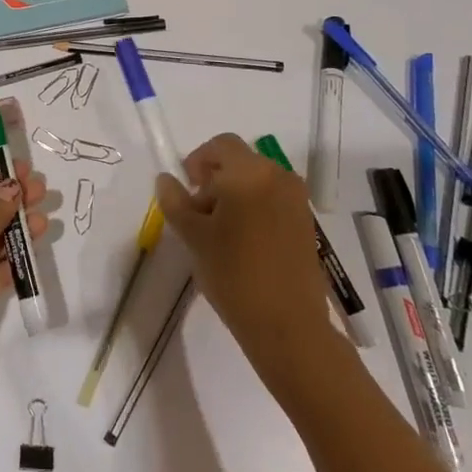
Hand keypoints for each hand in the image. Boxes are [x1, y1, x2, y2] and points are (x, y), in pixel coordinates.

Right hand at [156, 134, 337, 390]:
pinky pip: (272, 199)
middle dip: (215, 180)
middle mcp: (278, 175)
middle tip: (199, 215)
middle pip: (239, 161)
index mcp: (249, 172)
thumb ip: (175, 201)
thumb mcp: (194, 236)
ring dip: (234, 194)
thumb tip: (166, 179)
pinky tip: (243, 243)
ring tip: (220, 232)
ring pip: (256, 181)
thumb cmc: (234, 274)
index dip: (198, 160)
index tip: (187, 190)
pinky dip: (254, 208)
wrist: (289, 326)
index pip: (220, 145)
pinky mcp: (306, 221)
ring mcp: (296, 199)